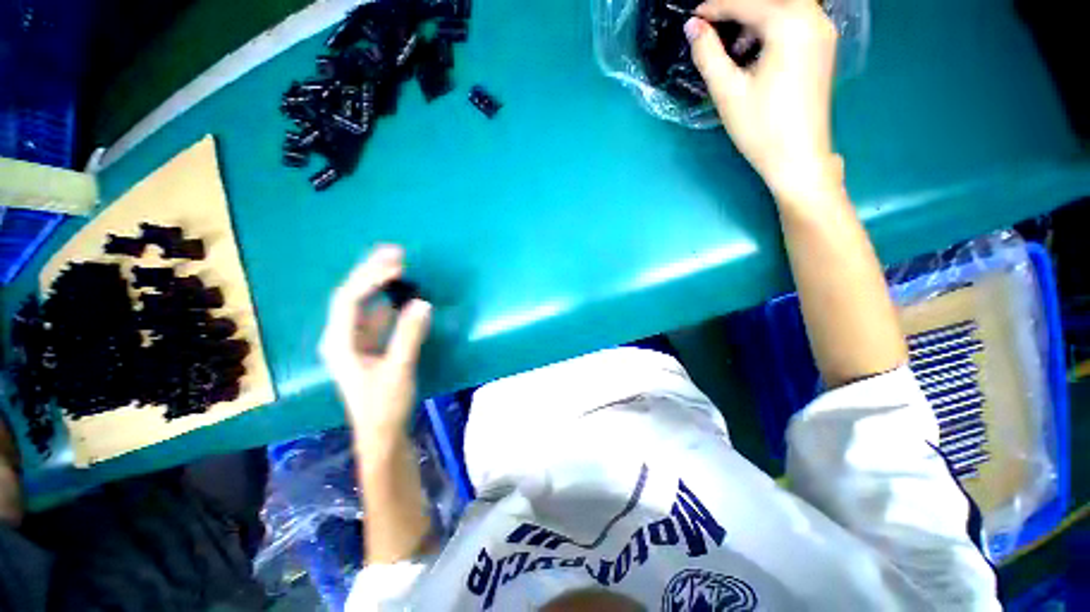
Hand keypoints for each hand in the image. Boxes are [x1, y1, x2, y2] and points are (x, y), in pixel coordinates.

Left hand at [320, 246, 431, 450]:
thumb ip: (409, 336)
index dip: (371, 277)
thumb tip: (422, 303)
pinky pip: (376, 316)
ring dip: (379, 283)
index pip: (350, 299)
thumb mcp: (399, 370)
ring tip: (398, 266)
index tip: (398, 264)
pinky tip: (400, 295)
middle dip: (371, 272)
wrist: (382, 434)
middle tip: (396, 253)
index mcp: (340, 342)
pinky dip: (388, 301)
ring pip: (364, 304)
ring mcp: (355, 341)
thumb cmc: (385, 406)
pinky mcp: (370, 347)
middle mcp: (342, 337)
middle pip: (352, 295)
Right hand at [685, 0, 839, 198]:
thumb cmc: (760, 127)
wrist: (798, 157)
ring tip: (734, 46)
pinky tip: (757, 51)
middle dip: (739, 8)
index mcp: (790, 25)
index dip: (715, 8)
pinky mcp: (824, 46)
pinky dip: (773, 25)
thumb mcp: (728, 91)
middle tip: (714, 28)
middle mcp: (813, 18)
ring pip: (786, 6)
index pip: (746, 3)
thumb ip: (708, 54)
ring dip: (757, 16)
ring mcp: (824, 31)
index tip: (693, 18)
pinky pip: (797, 19)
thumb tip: (692, 27)